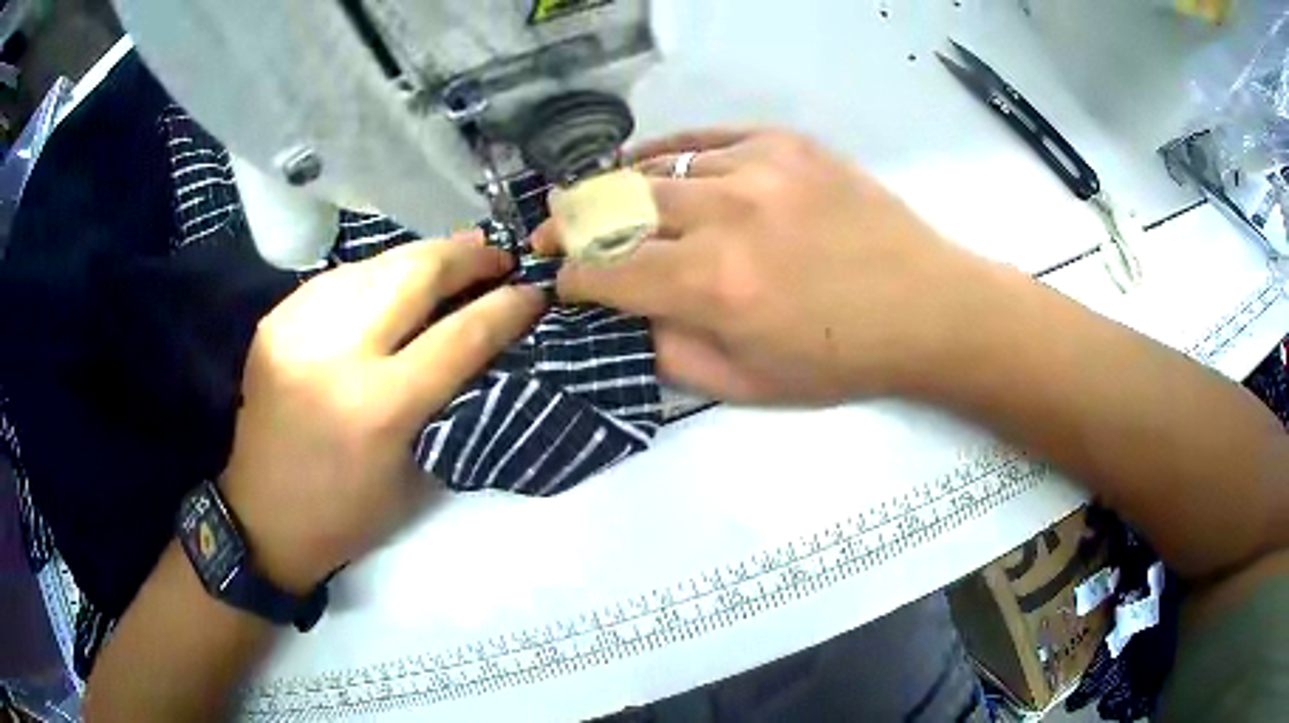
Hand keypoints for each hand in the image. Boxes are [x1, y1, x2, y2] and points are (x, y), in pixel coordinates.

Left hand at [220, 233, 544, 591]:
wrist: (263, 516)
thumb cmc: (348, 514)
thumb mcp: (416, 472)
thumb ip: (449, 401)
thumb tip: (482, 342)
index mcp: (380, 408)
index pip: (459, 335)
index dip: (505, 307)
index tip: (533, 292)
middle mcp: (337, 355)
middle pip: (414, 274)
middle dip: (466, 257)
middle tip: (496, 255)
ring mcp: (299, 328)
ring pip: (376, 264)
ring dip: (423, 257)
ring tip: (454, 258)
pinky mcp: (276, 320)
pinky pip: (340, 278)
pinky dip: (377, 274)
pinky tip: (393, 281)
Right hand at [533, 128, 1005, 403]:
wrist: (927, 306)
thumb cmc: (842, 359)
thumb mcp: (749, 386)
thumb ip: (671, 353)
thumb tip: (624, 318)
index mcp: (712, 286)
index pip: (606, 270)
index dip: (571, 277)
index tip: (561, 281)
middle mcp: (724, 215)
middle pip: (616, 206)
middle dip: (571, 223)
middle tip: (553, 230)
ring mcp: (757, 168)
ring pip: (658, 169)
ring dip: (622, 191)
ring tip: (606, 201)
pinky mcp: (786, 144)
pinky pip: (705, 139)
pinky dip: (670, 153)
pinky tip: (655, 165)